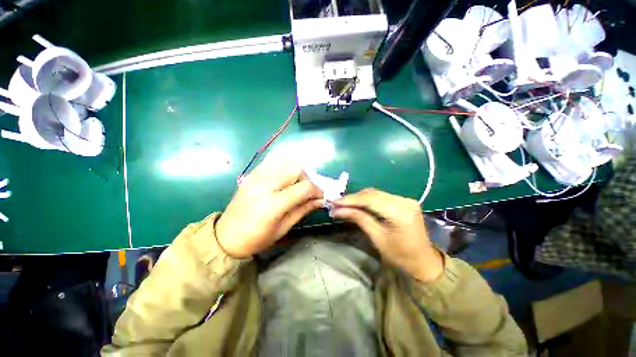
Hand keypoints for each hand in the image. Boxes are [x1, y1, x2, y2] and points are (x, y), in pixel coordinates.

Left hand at [215, 157, 323, 257]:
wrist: (225, 237)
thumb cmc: (256, 238)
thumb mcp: (283, 228)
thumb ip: (303, 210)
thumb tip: (320, 200)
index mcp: (273, 204)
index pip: (304, 187)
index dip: (317, 191)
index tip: (319, 197)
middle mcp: (264, 185)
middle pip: (296, 168)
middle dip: (307, 178)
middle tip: (306, 191)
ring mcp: (256, 176)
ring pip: (285, 160)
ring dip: (296, 170)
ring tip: (295, 183)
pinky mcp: (251, 173)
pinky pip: (272, 160)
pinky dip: (284, 164)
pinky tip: (285, 176)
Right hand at [331, 189, 443, 281]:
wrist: (424, 262)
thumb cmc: (400, 256)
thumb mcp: (377, 238)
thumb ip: (359, 219)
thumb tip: (338, 210)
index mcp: (400, 213)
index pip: (370, 200)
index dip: (350, 200)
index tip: (335, 202)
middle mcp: (404, 201)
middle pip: (372, 194)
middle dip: (353, 198)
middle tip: (337, 204)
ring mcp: (406, 200)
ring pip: (376, 194)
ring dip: (359, 198)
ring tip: (345, 204)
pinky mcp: (404, 201)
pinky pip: (382, 197)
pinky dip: (368, 200)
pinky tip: (359, 204)